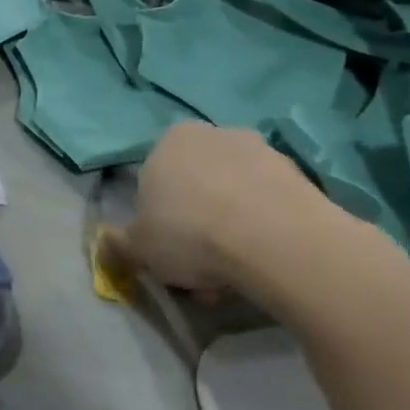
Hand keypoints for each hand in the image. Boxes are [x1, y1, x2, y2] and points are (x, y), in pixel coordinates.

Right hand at [98, 122, 329, 295]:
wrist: (278, 241)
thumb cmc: (191, 234)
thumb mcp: (137, 247)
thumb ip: (118, 242)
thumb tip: (107, 239)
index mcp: (170, 140)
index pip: (154, 178)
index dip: (157, 218)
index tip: (165, 249)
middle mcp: (215, 135)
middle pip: (197, 186)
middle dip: (196, 224)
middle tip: (198, 268)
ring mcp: (263, 151)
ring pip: (234, 197)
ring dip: (230, 230)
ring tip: (233, 275)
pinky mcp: (302, 176)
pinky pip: (269, 207)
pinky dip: (262, 231)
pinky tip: (262, 266)